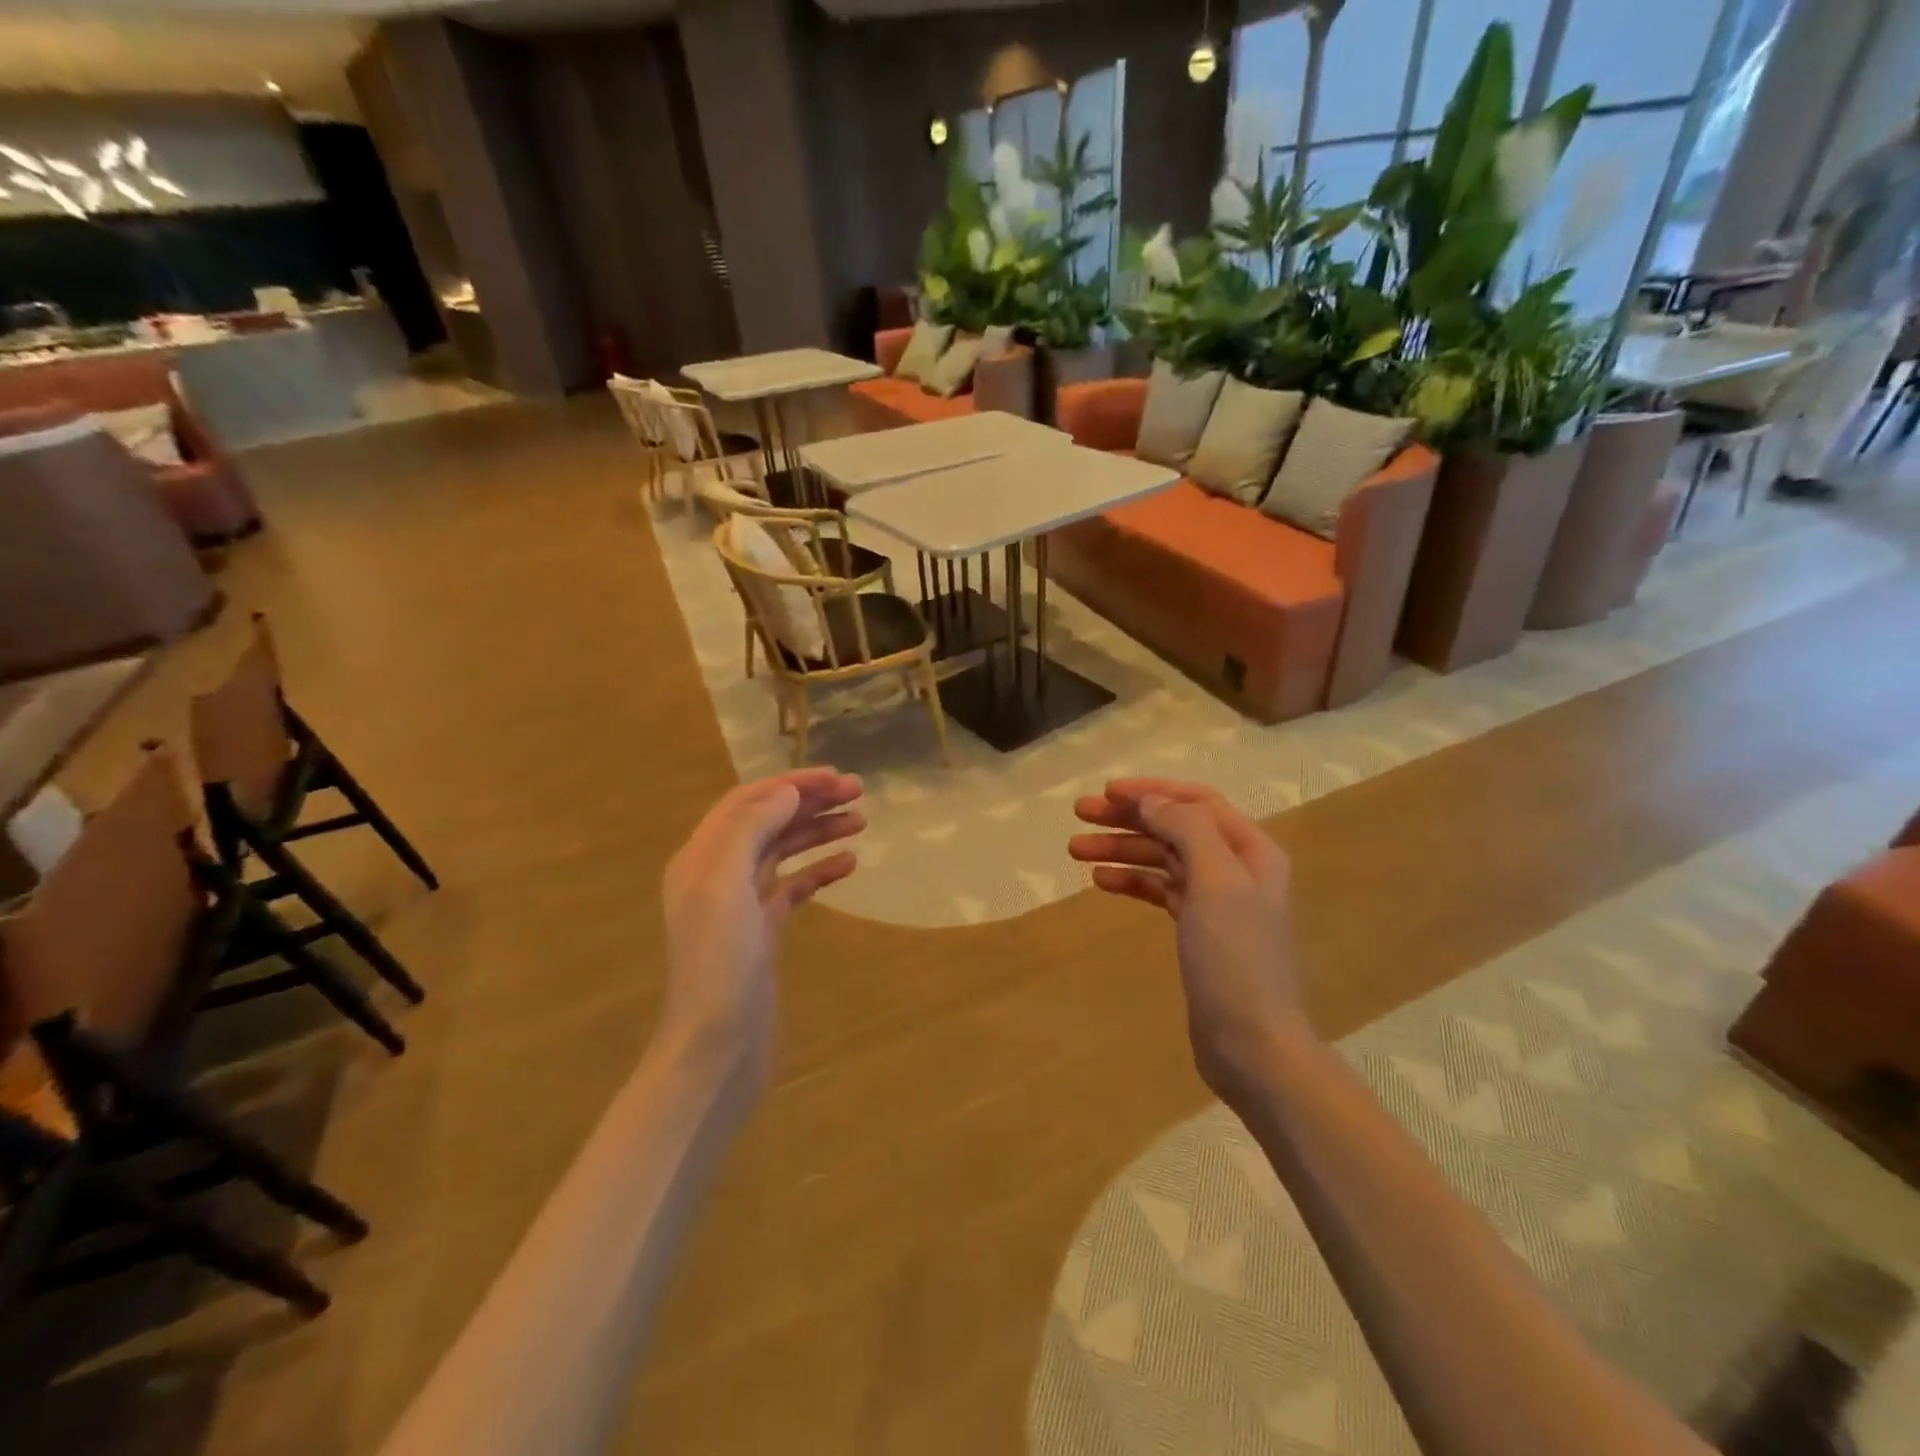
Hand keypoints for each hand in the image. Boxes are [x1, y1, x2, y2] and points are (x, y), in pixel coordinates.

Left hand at [660, 769, 864, 1085]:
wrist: (717, 1045)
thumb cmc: (719, 961)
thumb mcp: (725, 884)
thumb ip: (751, 829)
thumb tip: (786, 791)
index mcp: (702, 857)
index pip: (748, 801)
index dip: (791, 783)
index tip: (836, 777)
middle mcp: (718, 874)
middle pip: (768, 821)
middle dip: (810, 802)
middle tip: (858, 793)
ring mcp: (742, 905)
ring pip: (784, 851)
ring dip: (819, 832)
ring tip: (861, 821)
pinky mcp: (763, 932)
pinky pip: (794, 887)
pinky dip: (820, 871)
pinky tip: (850, 865)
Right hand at [1070, 779, 1311, 1104]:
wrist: (1251, 1043)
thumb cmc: (1235, 959)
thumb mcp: (1216, 883)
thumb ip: (1186, 830)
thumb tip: (1150, 800)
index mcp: (1250, 850)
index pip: (1197, 801)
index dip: (1152, 791)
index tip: (1107, 792)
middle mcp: (1235, 867)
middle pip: (1175, 827)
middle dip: (1128, 817)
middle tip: (1079, 814)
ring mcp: (1215, 900)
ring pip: (1162, 858)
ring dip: (1121, 849)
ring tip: (1074, 849)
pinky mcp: (1197, 930)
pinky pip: (1159, 890)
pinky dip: (1131, 881)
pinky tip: (1100, 880)